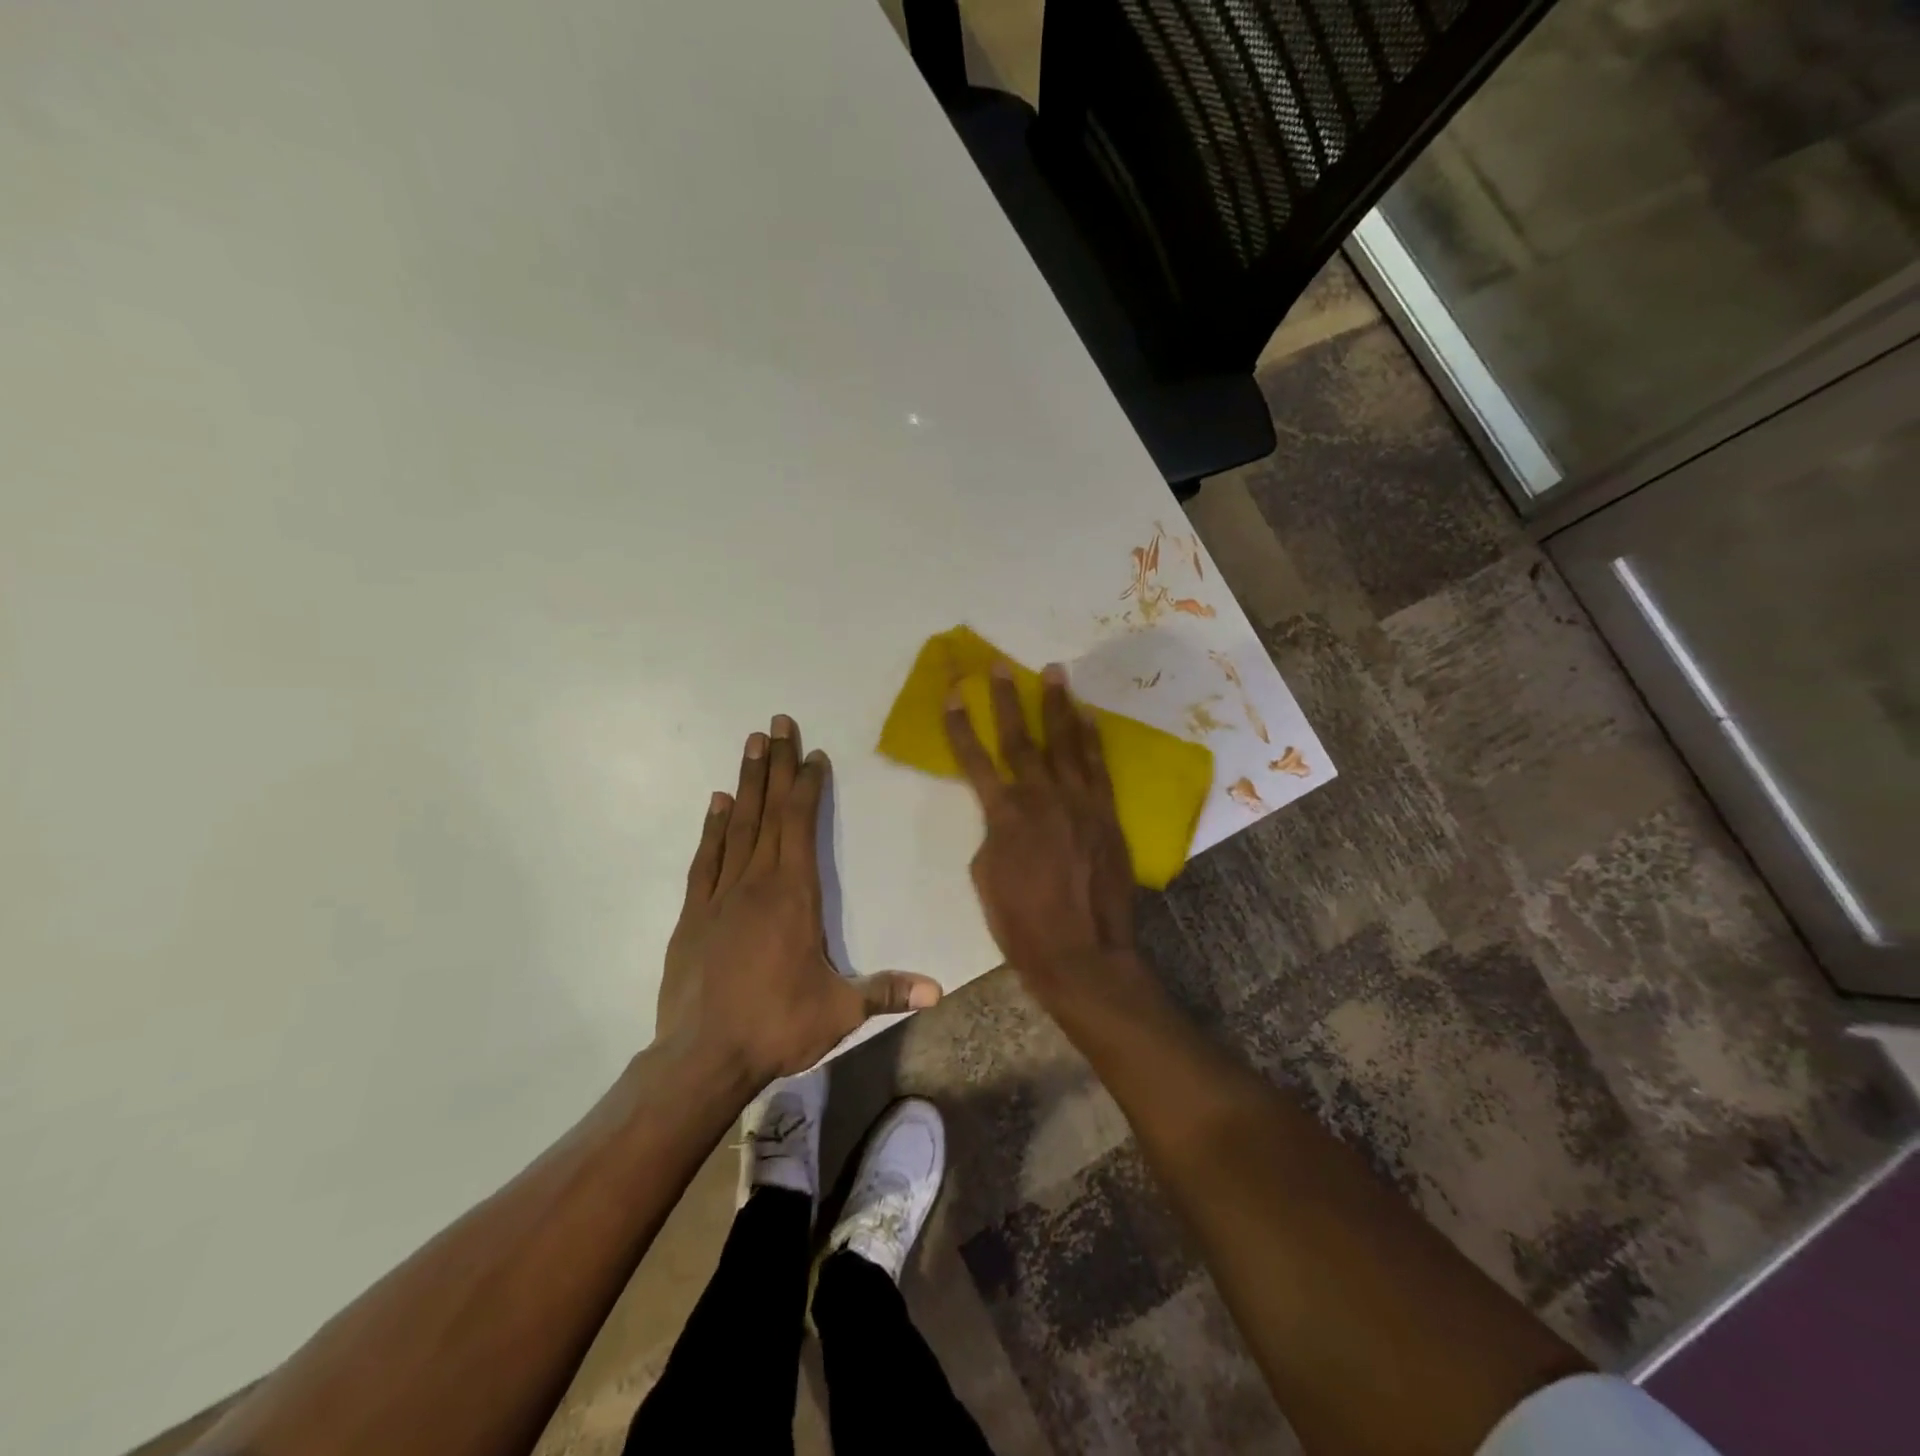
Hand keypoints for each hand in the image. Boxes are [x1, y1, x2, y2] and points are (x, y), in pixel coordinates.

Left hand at [657, 715, 941, 1084]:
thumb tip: (939, 990)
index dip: (807, 786)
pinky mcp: (693, 914)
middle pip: (769, 811)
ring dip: (746, 783)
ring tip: (750, 744)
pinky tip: (717, 803)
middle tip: (776, 723)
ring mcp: (720, 895)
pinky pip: (705, 859)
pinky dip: (712, 827)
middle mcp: (757, 882)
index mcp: (795, 895)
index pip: (802, 824)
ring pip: (737, 826)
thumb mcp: (841, 1011)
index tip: (812, 754)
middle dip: (775, 764)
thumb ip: (887, 992)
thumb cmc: (777, 1026)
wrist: (702, 1058)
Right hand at [945, 663, 1140, 1008]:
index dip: (960, 726)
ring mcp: (1079, 803)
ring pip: (1065, 743)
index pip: (975, 761)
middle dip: (1008, 700)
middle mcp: (1041, 798)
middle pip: (1020, 739)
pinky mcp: (1106, 814)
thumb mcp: (985, 878)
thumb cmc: (1022, 924)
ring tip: (1055, 672)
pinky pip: (1098, 768)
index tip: (953, 694)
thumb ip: (993, 835)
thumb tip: (1005, 817)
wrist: (1082, 953)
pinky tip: (1088, 717)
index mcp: (1004, 816)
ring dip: (1058, 705)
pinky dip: (1092, 739)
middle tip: (1001, 666)